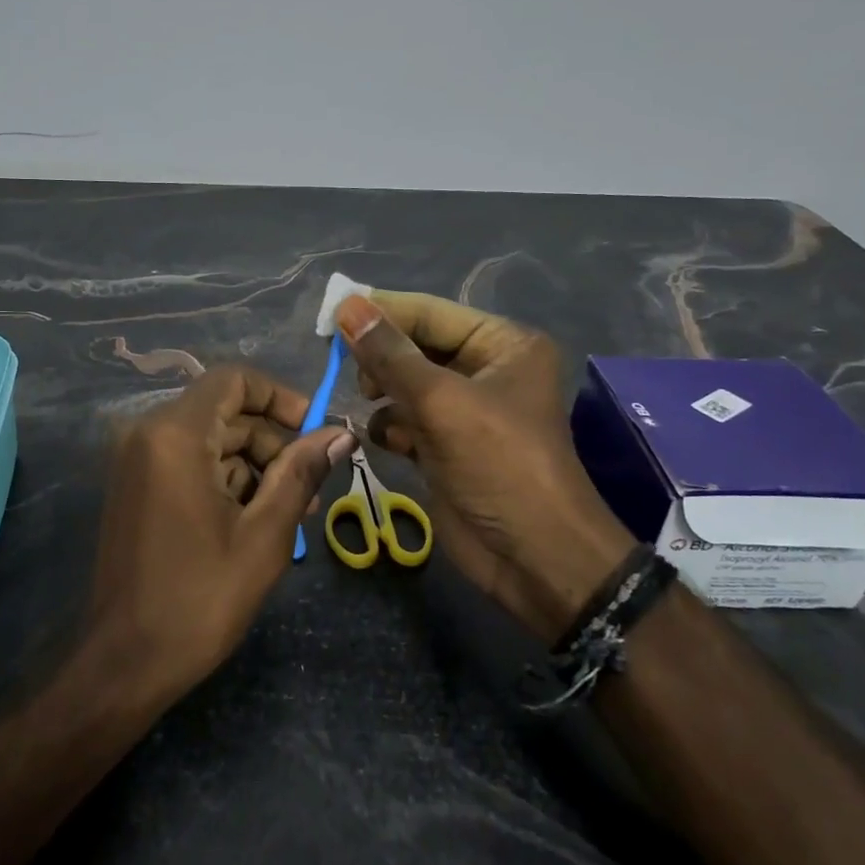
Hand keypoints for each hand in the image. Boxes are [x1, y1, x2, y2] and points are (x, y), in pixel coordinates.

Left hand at [88, 366, 352, 701]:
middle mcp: (148, 434)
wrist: (123, 664)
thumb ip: (301, 474)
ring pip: (210, 440)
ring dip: (253, 467)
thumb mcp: (264, 536)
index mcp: (175, 435)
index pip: (233, 380)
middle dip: (272, 443)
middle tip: (311, 487)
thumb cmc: (198, 599)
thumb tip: (341, 434)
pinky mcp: (135, 487)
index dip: (279, 396)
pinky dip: (224, 481)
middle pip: (224, 412)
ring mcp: (136, 461)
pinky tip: (254, 521)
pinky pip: (189, 463)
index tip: (313, 431)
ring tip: (291, 512)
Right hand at [333, 292, 632, 643]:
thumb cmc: (499, 465)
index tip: (329, 317)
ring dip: (383, 395)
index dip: (380, 312)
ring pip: (404, 384)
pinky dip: (390, 427)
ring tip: (372, 408)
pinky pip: (404, 419)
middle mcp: (484, 369)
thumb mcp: (442, 402)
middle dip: (381, 360)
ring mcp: (464, 410)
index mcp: (501, 344)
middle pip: (413, 346)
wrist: (534, 559)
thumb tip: (347, 305)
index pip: (428, 313)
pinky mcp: (445, 445)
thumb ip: (390, 354)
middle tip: (355, 376)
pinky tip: (387, 442)